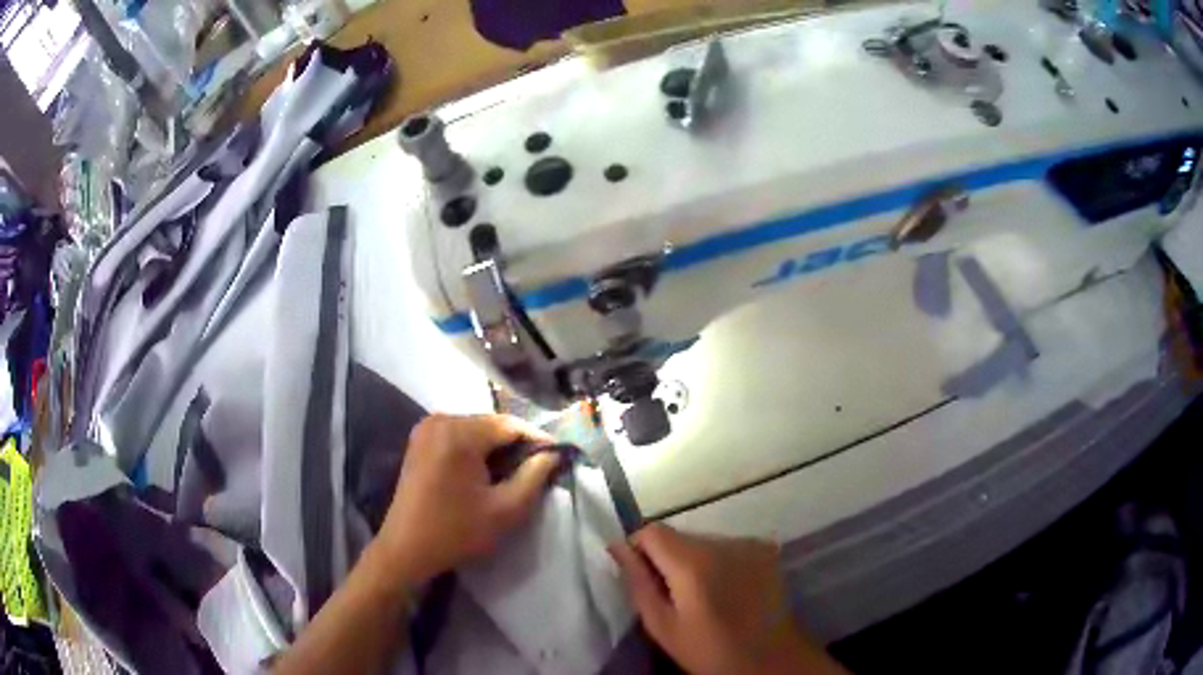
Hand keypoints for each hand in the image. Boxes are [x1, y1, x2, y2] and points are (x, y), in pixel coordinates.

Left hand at [373, 414, 559, 585]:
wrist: (406, 549)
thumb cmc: (457, 531)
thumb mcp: (506, 510)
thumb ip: (535, 476)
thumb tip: (554, 454)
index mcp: (459, 433)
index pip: (511, 425)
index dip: (539, 440)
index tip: (558, 458)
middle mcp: (441, 420)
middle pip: (492, 424)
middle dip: (517, 444)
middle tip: (539, 468)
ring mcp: (427, 428)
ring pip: (477, 429)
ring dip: (498, 447)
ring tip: (516, 472)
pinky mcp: (420, 440)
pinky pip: (459, 435)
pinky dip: (477, 449)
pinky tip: (487, 472)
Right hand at [609, 523, 843, 674]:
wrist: (770, 659)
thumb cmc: (709, 650)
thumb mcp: (662, 625)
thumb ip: (637, 582)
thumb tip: (617, 546)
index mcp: (693, 561)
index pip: (651, 531)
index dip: (639, 550)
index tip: (642, 578)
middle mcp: (723, 542)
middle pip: (679, 535)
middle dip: (667, 558)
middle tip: (671, 596)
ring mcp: (750, 543)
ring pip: (704, 540)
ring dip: (694, 560)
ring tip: (702, 596)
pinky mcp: (767, 549)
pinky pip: (729, 546)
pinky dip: (720, 562)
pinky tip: (727, 590)